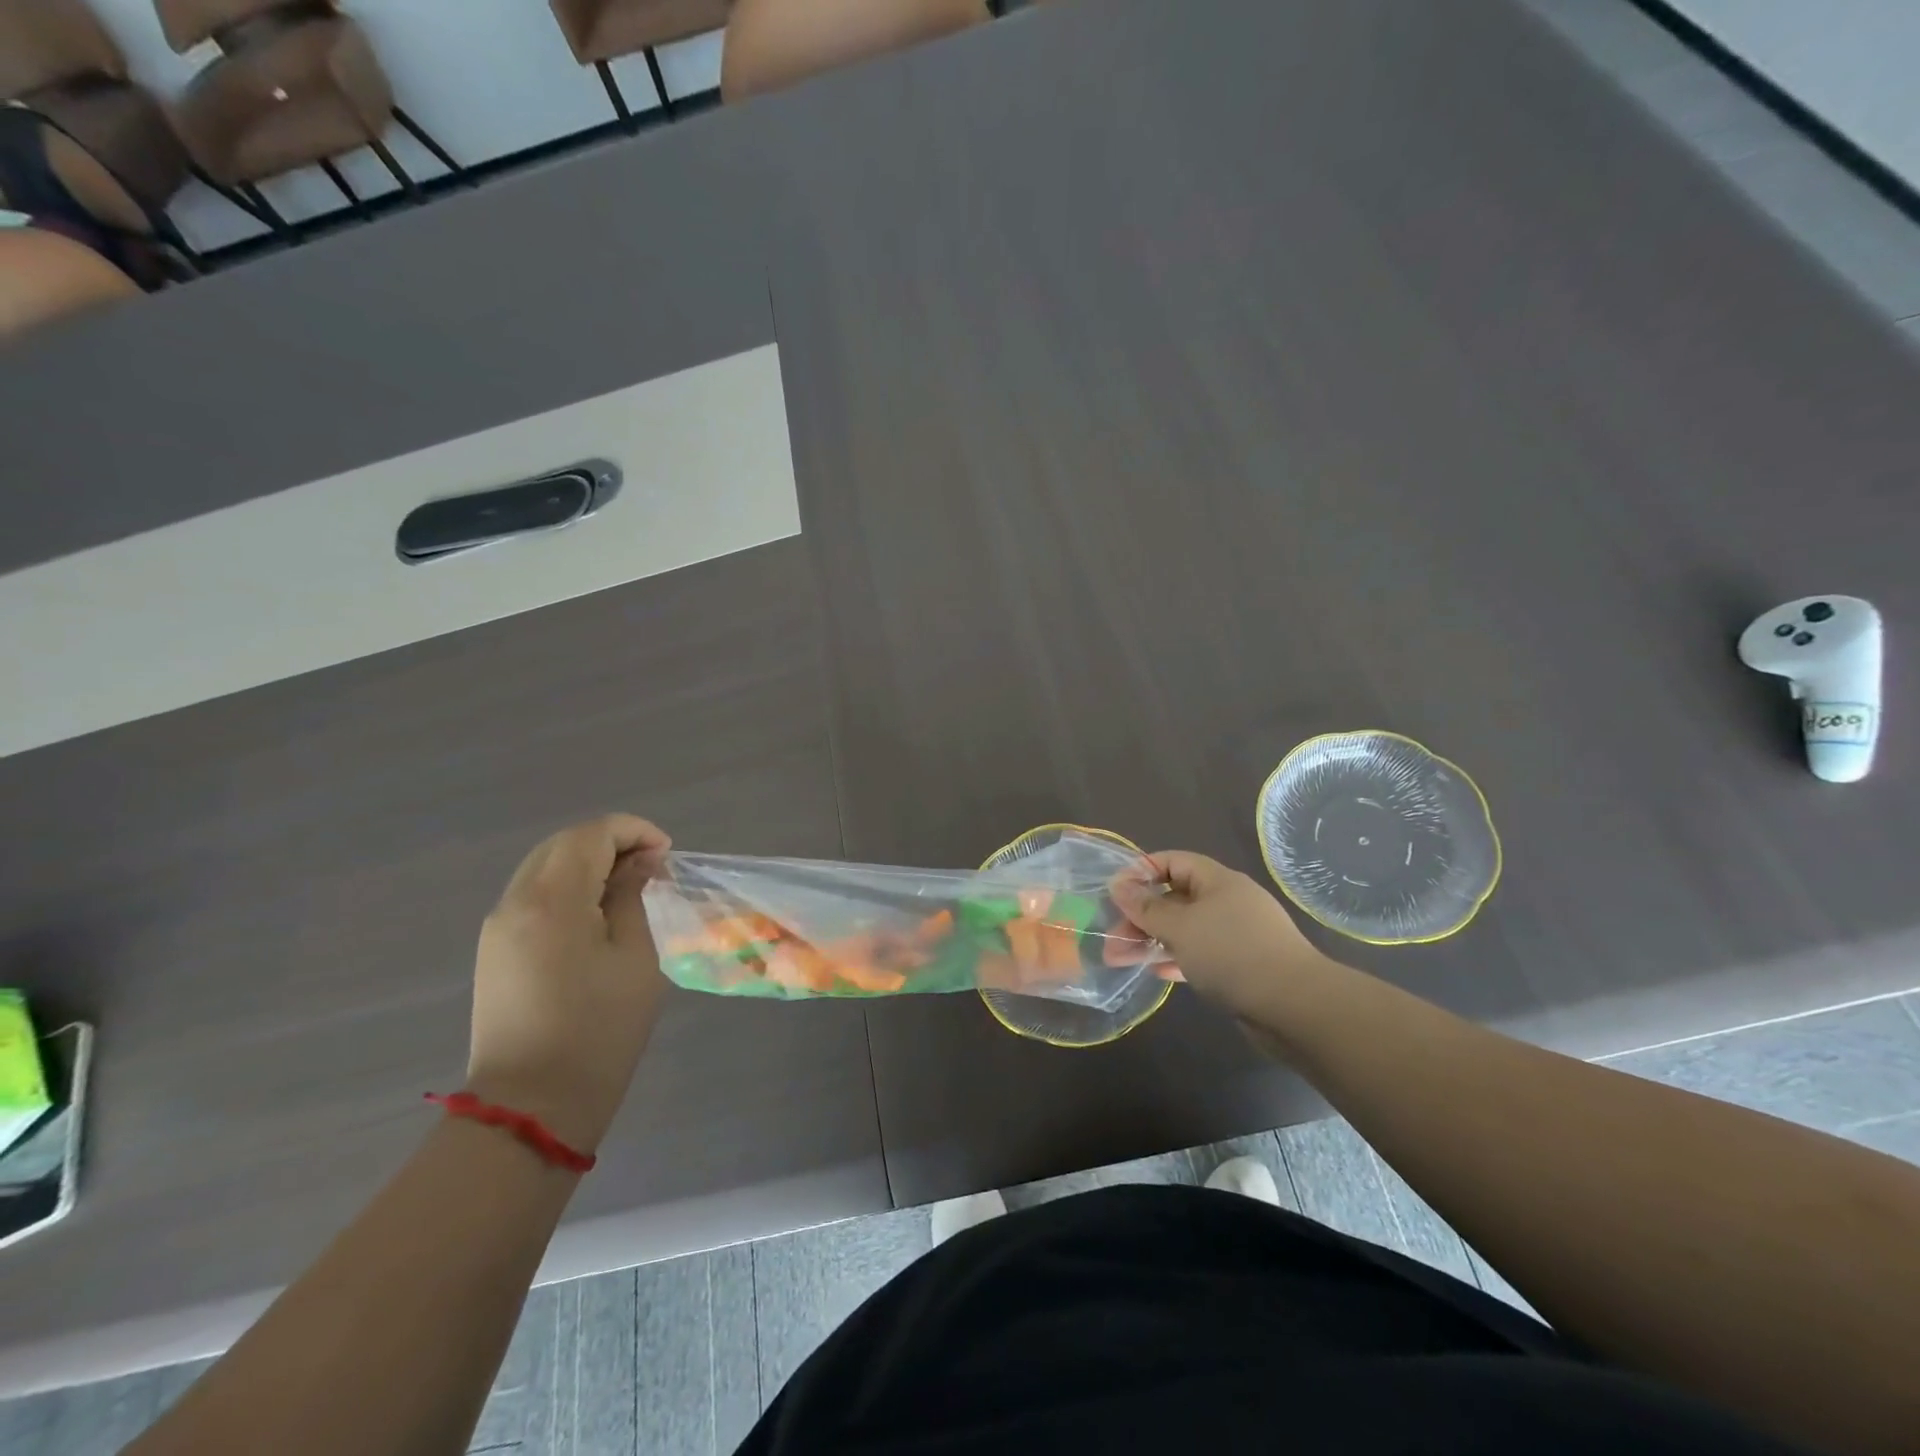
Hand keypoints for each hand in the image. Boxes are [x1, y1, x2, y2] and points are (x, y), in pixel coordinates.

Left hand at [465, 814, 672, 1155]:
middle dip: (611, 842)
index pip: (591, 834)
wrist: (532, 1106)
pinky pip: (532, 895)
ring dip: (588, 862)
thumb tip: (639, 864)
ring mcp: (498, 927)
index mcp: (552, 899)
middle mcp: (515, 902)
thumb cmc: (599, 1030)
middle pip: (563, 844)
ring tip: (629, 886)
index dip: (634, 831)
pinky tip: (597, 912)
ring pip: (544, 867)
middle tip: (652, 865)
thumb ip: (634, 898)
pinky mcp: (494, 951)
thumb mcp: (635, 957)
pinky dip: (568, 886)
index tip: (666, 854)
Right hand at [1110, 851, 1327, 1024]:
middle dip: (1141, 915)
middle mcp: (1228, 902)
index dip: (1142, 871)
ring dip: (1153, 939)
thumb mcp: (1180, 927)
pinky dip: (1176, 958)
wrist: (1296, 1007)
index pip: (1173, 861)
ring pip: (1186, 928)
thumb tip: (1118, 885)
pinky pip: (1200, 954)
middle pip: (1176, 897)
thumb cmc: (1232, 953)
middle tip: (1112, 938)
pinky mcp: (1241, 965)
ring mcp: (1237, 935)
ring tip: (1121, 958)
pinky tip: (1157, 971)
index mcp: (1218, 881)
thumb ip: (1146, 908)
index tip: (1115, 893)